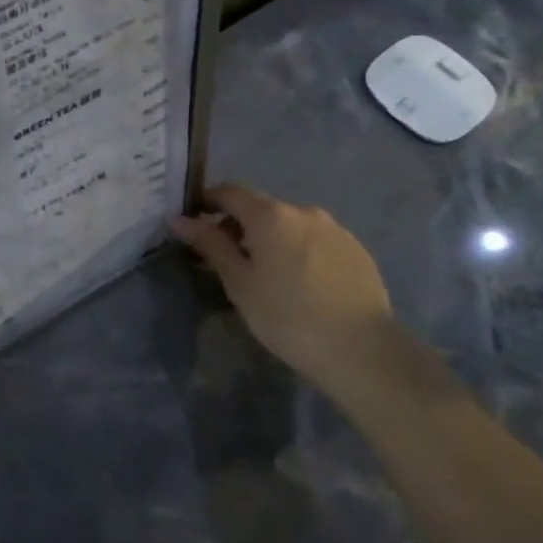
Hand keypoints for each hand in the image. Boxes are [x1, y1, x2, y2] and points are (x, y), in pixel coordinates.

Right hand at [170, 183, 395, 391]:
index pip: (229, 191)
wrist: (362, 350)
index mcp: (270, 215)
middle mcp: (304, 211)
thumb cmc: (287, 316)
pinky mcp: (357, 250)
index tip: (194, 224)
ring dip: (271, 240)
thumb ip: (210, 245)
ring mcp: (335, 229)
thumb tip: (180, 219)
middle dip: (239, 227)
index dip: (207, 201)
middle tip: (228, 261)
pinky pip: (316, 241)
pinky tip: (301, 285)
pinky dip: (299, 252)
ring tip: (267, 277)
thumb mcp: (239, 283)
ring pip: (290, 226)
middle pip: (261, 208)